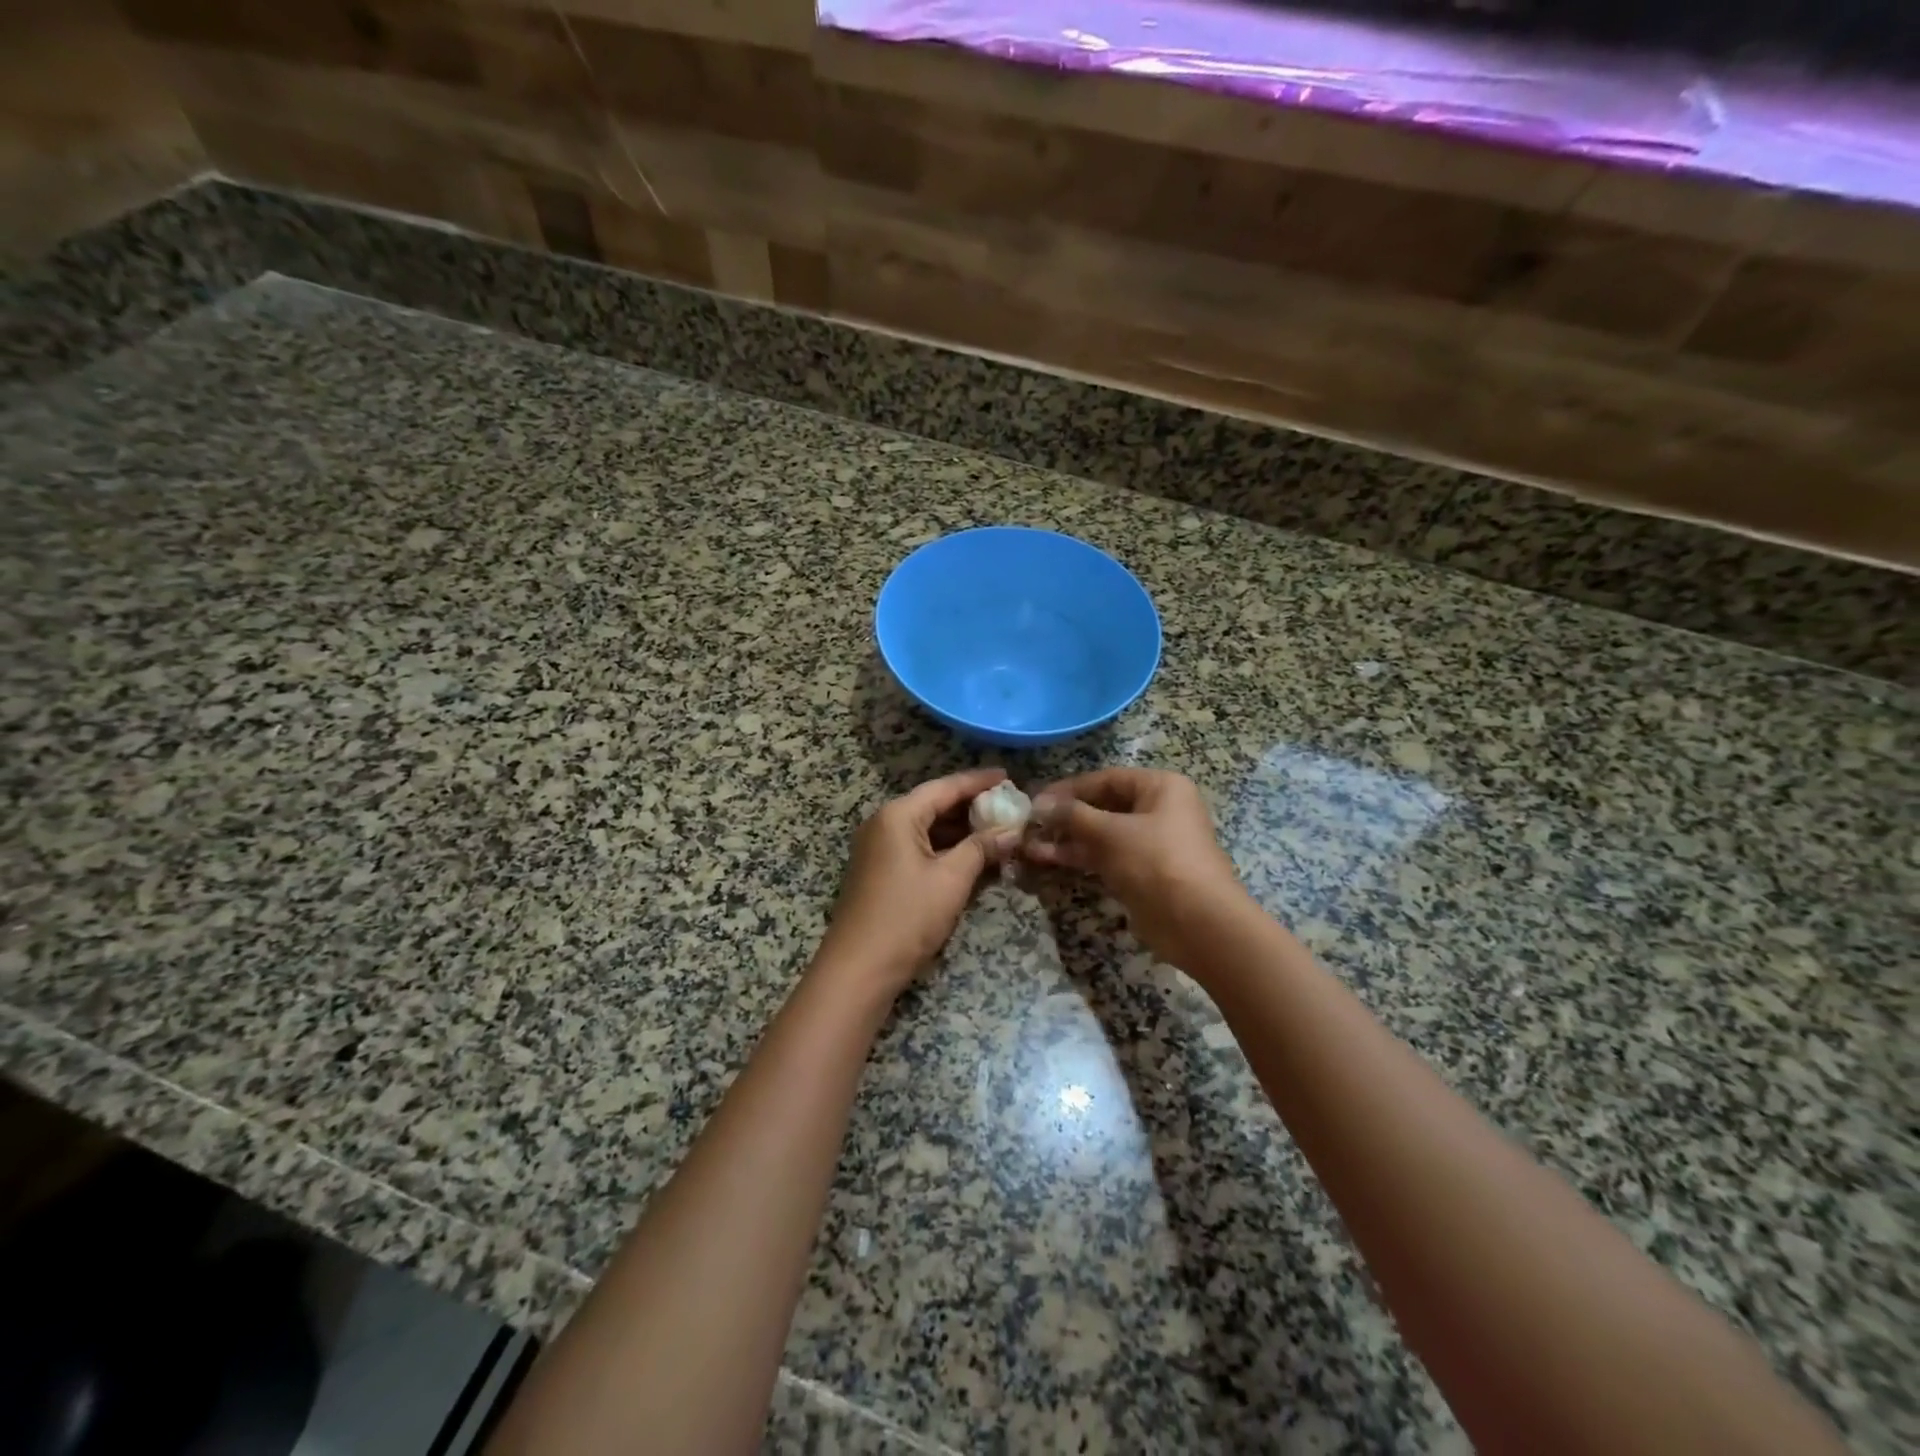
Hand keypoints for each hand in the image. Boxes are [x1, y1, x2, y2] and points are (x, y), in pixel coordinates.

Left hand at [817, 767, 1022, 995]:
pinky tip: (971, 855)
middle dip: (971, 806)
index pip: (945, 787)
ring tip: (996, 829)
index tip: (1008, 776)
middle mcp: (884, 823)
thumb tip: (1012, 830)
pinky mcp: (879, 870)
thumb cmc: (907, 916)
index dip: (978, 781)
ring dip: (959, 830)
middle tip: (1008, 806)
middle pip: (933, 805)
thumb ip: (982, 848)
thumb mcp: (952, 879)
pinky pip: (917, 847)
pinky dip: (944, 848)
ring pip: (926, 828)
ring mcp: (878, 848)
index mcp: (898, 815)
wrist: (859, 968)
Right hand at [1025, 768, 1249, 969]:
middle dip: (1066, 816)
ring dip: (1067, 839)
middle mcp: (1158, 810)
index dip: (1069, 788)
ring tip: (1030, 845)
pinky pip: (1106, 857)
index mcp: (1160, 787)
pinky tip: (1048, 860)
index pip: (1106, 779)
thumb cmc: (1157, 862)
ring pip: (1102, 834)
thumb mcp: (1111, 833)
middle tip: (1030, 824)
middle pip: (1103, 806)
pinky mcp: (1143, 873)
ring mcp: (1151, 843)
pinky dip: (1080, 858)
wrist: (1198, 923)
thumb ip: (1072, 816)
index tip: (1035, 799)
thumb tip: (1039, 804)